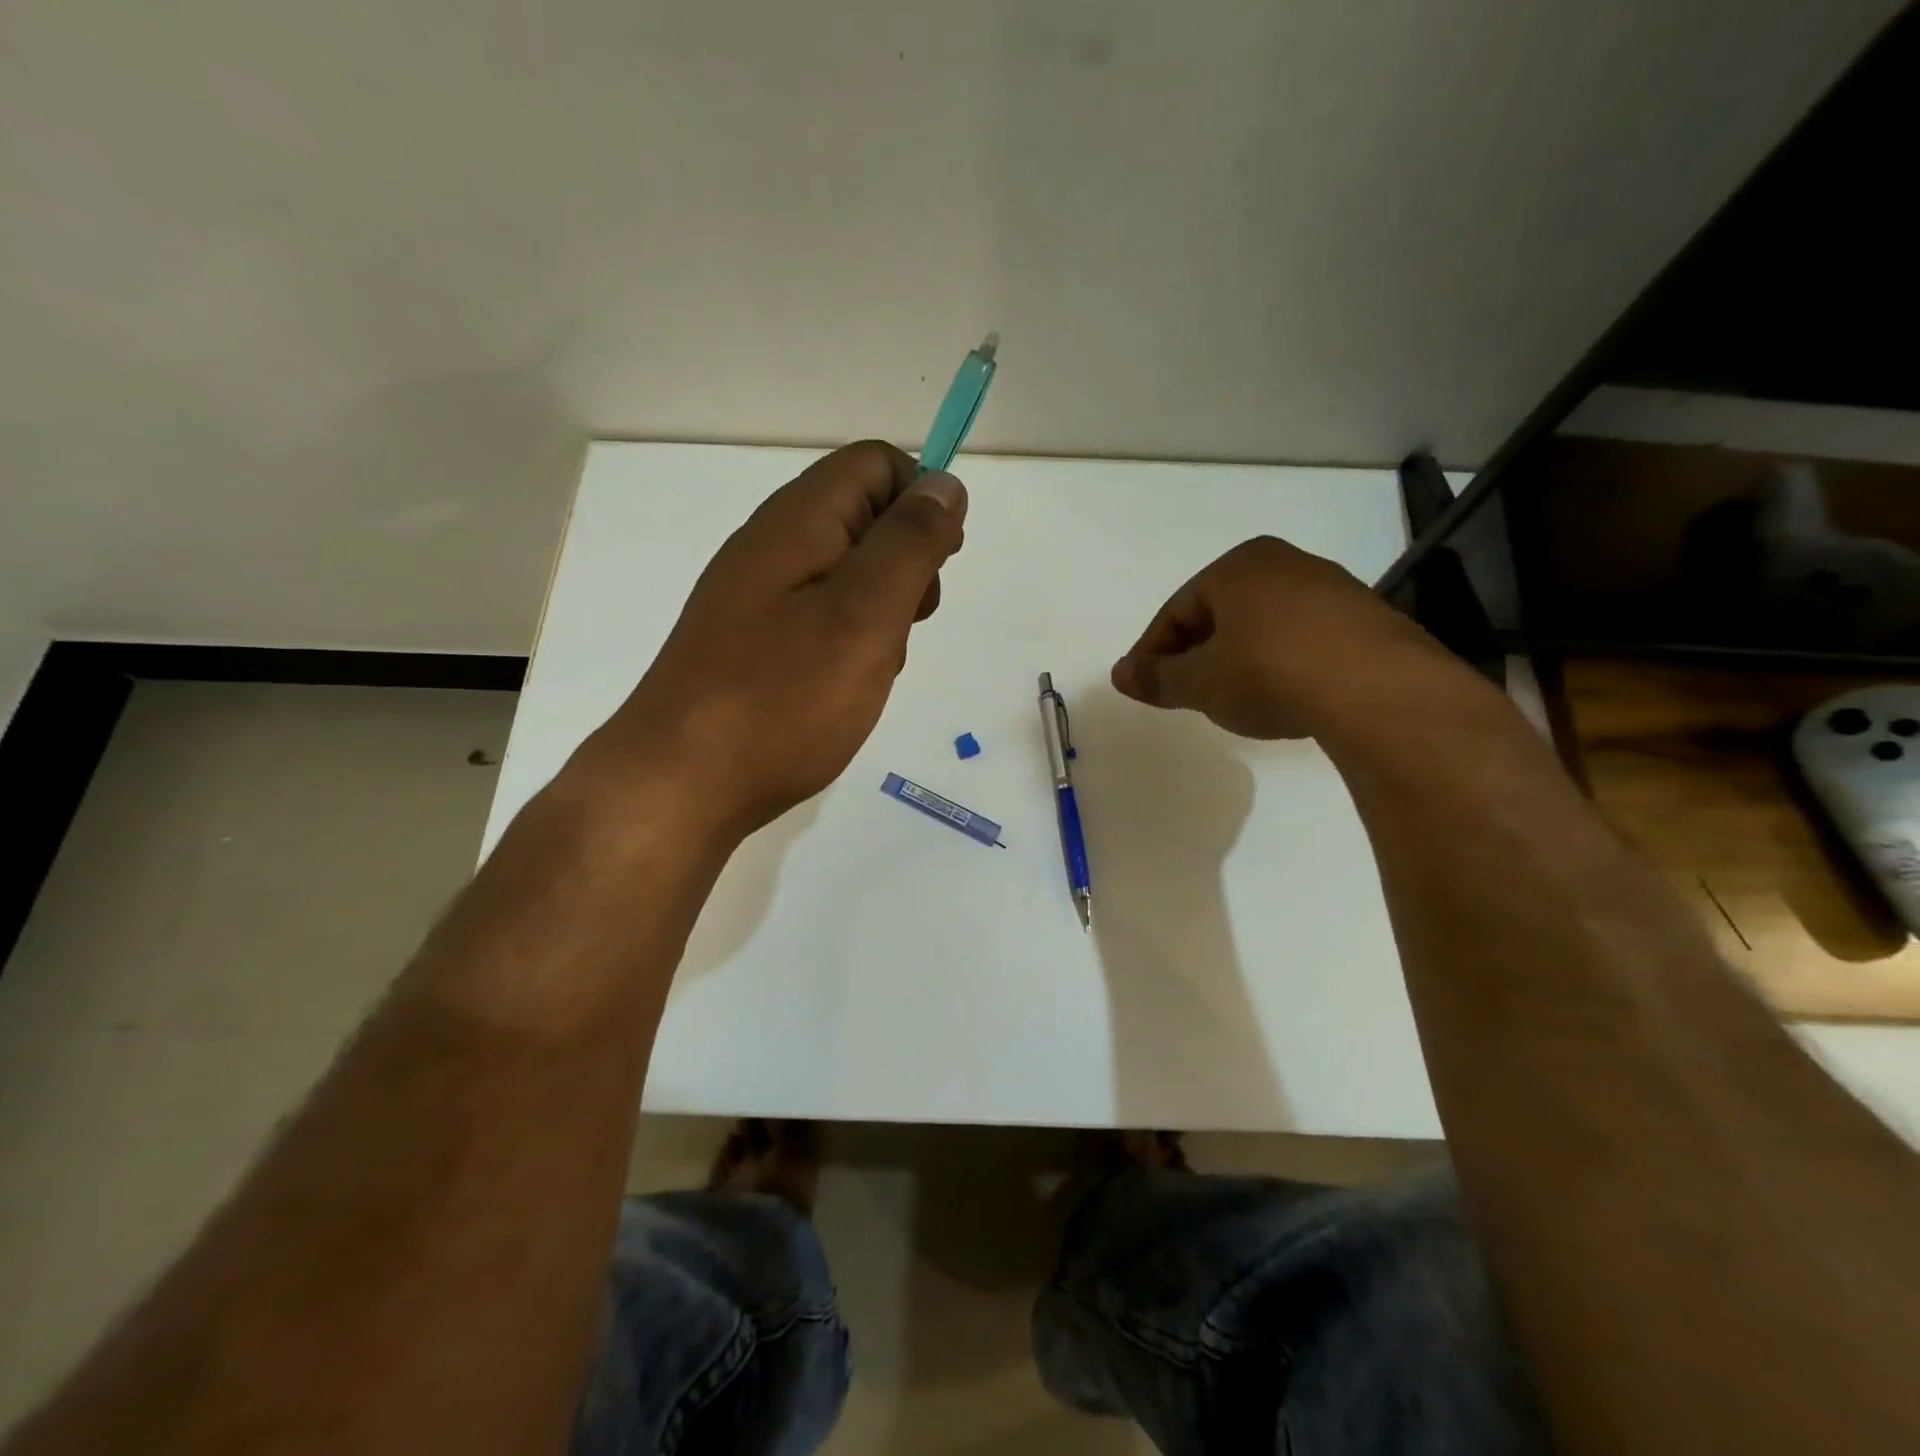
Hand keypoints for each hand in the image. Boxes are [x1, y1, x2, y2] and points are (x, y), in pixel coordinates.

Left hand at [587, 441, 964, 838]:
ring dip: (881, 611)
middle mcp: (772, 546)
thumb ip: (910, 544)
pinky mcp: (753, 641)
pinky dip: (850, 642)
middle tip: (906, 623)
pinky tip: (845, 688)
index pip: (876, 464)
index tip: (940, 564)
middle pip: (863, 517)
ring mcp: (758, 596)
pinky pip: (820, 617)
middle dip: (906, 563)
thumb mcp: (864, 614)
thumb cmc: (782, 698)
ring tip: (874, 667)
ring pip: (847, 574)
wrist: (682, 783)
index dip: (921, 499)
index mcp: (798, 521)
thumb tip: (945, 484)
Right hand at [1111, 535, 1447, 738]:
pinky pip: (1301, 641)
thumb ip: (1157, 677)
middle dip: (1195, 654)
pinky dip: (1278, 665)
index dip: (1153, 651)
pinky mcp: (1365, 622)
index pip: (1177, 610)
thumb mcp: (1201, 682)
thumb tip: (1118, 674)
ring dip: (1237, 661)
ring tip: (1229, 700)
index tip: (1143, 686)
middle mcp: (1286, 564)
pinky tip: (1280, 697)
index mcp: (1239, 566)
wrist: (1378, 691)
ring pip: (1262, 627)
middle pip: (1220, 614)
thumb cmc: (1268, 672)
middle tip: (1181, 693)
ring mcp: (1332, 590)